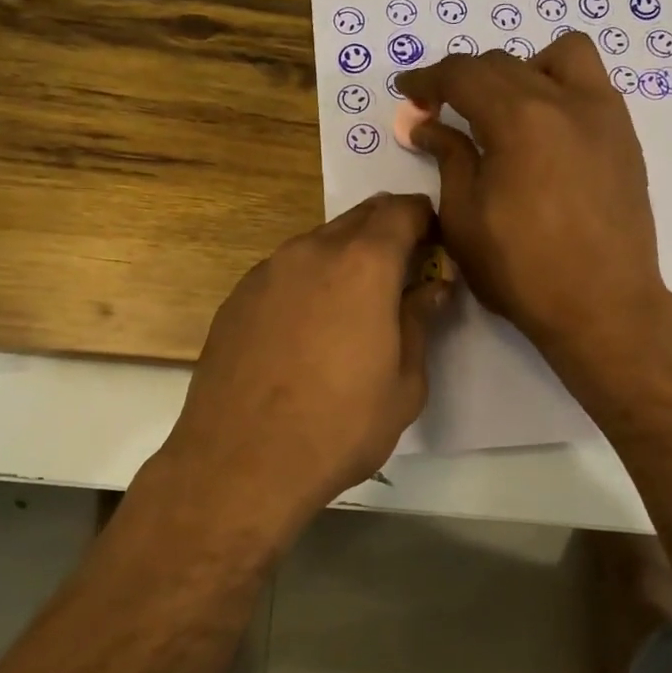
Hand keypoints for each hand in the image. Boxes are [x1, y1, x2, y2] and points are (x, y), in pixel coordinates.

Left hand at [156, 193, 451, 538]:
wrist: (241, 462)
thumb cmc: (339, 426)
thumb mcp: (404, 384)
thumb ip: (419, 322)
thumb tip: (432, 287)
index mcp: (363, 264)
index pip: (403, 211)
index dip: (424, 220)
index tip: (434, 244)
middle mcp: (311, 251)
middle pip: (359, 218)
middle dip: (386, 232)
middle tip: (400, 271)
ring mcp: (267, 270)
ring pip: (318, 243)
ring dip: (344, 257)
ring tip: (352, 304)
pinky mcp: (237, 296)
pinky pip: (284, 271)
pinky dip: (307, 282)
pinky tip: (305, 328)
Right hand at [398, 33, 669, 368]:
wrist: (603, 306)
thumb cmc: (522, 270)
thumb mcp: (464, 219)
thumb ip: (449, 160)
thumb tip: (429, 127)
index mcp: (519, 119)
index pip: (464, 74)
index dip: (428, 79)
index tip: (408, 93)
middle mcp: (566, 101)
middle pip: (504, 63)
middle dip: (464, 79)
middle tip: (441, 110)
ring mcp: (604, 115)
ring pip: (561, 57)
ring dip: (522, 69)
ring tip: (505, 110)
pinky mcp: (625, 137)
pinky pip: (590, 86)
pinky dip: (558, 90)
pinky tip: (544, 133)